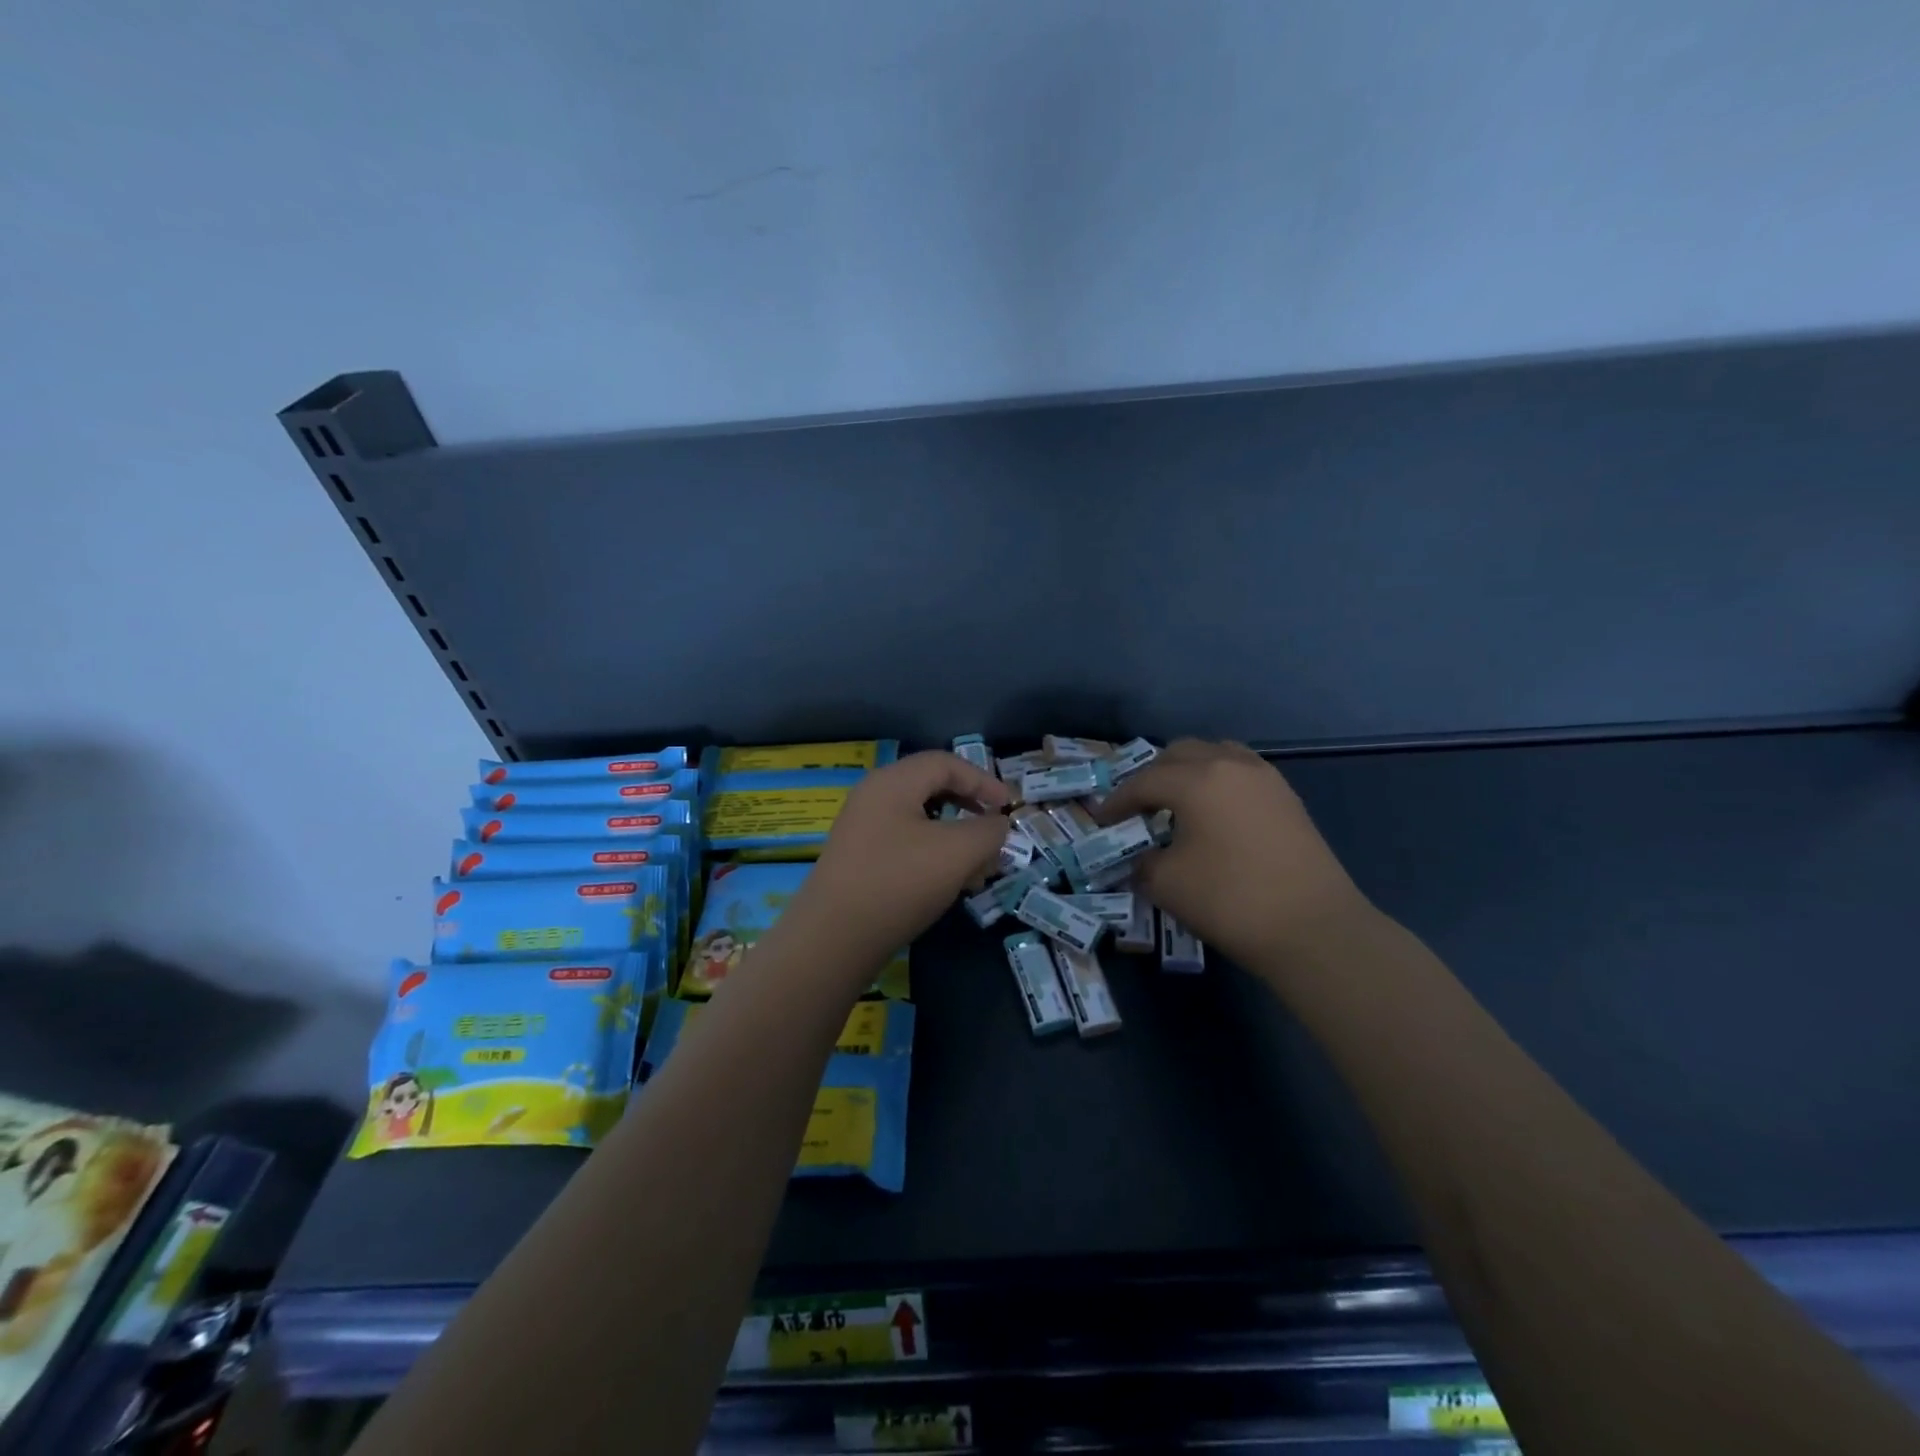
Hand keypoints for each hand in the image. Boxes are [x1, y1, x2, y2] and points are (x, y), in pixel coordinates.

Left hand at [793, 751, 1011, 969]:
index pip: (946, 763)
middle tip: (994, 835)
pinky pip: (906, 845)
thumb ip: (988, 831)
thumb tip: (997, 824)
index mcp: (893, 782)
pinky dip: (934, 857)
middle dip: (971, 812)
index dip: (983, 780)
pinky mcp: (859, 860)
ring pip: (922, 822)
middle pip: (932, 790)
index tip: (1009, 807)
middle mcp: (873, 797)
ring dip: (956, 840)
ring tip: (978, 870)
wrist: (833, 939)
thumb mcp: (958, 852)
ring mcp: (863, 830)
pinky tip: (949, 886)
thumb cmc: (899, 882)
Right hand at [1094, 740, 1370, 968]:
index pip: (1144, 781)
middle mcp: (1231, 765)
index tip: (1102, 821)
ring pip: (1216, 755)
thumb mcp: (1167, 884)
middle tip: (1137, 807)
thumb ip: (1142, 862)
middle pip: (1180, 753)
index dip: (1117, 802)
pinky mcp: (1287, 799)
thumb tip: (1141, 858)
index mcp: (1197, 779)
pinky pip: (1241, 773)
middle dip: (1152, 776)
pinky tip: (1214, 815)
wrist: (1314, 929)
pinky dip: (1218, 782)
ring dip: (1189, 772)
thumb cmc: (1230, 900)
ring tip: (1177, 803)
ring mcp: (1265, 778)